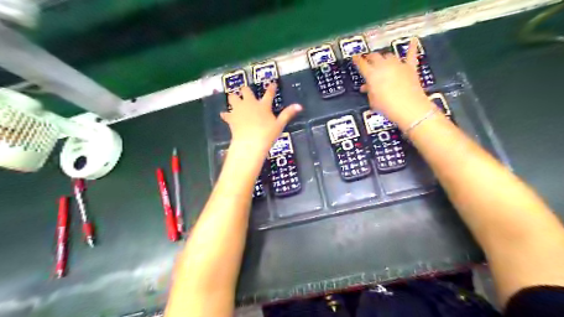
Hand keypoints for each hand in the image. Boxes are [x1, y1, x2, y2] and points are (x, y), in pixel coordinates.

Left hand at [221, 84, 301, 157]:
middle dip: (245, 90)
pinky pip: (226, 114)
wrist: (250, 143)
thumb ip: (288, 114)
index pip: (269, 93)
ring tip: (234, 99)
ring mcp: (239, 110)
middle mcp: (250, 104)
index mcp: (263, 105)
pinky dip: (226, 114)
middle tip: (246, 93)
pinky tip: (225, 115)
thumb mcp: (279, 125)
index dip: (271, 88)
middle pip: (245, 91)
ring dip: (233, 98)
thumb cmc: (267, 134)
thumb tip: (300, 105)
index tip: (272, 83)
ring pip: (232, 98)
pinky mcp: (231, 118)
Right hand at [352, 39, 434, 130]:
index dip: (357, 60)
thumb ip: (369, 91)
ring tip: (382, 61)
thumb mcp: (372, 101)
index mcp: (372, 74)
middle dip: (370, 58)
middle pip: (375, 56)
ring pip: (389, 55)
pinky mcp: (410, 68)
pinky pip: (411, 54)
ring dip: (384, 58)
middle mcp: (384, 66)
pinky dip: (411, 47)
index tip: (355, 57)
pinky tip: (413, 40)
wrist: (409, 108)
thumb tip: (367, 87)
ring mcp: (398, 65)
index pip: (361, 64)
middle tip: (367, 61)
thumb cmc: (388, 107)